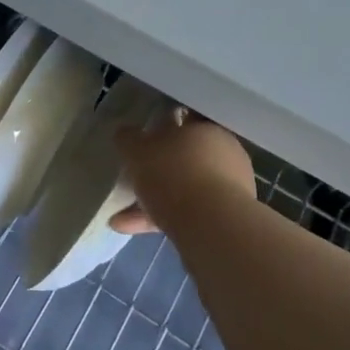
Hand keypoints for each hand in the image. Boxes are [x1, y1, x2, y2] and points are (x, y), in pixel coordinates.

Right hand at [110, 109, 254, 233]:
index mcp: (208, 129)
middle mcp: (225, 155)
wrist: (211, 226)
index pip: (185, 121)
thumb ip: (129, 139)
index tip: (143, 140)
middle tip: (133, 178)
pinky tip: (131, 228)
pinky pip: (186, 214)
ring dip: (153, 200)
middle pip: (184, 158)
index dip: (163, 128)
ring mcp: (228, 190)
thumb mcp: (138, 149)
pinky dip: (160, 219)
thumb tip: (125, 134)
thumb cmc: (174, 173)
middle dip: (157, 170)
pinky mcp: (224, 219)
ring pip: (184, 189)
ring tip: (120, 215)